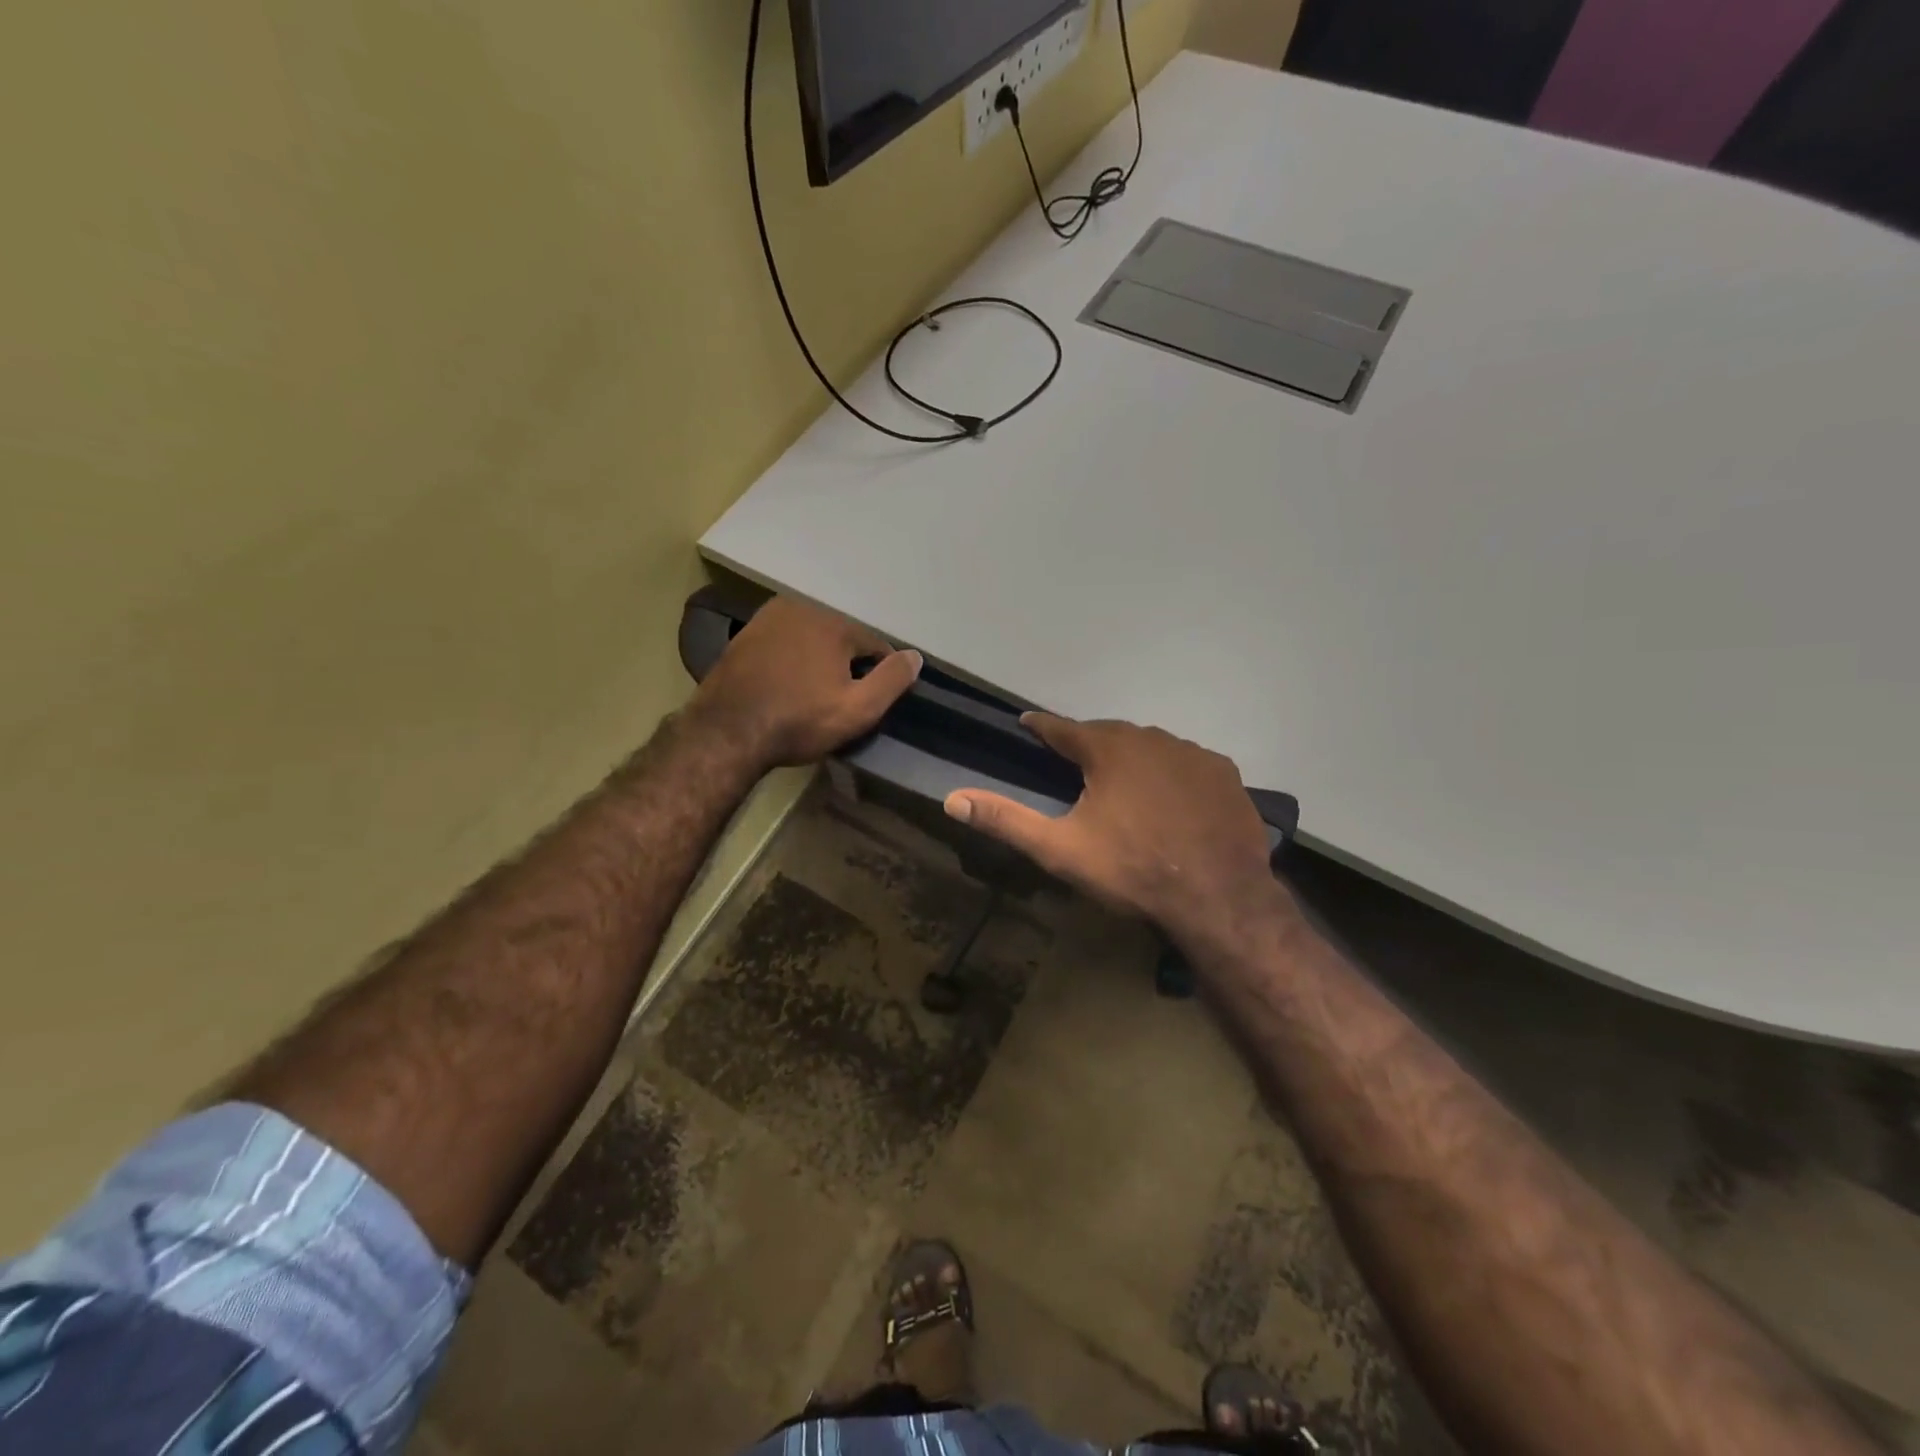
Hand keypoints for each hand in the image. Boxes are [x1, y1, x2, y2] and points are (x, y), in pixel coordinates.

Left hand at [691, 595, 922, 768]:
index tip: (868, 700)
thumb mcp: (858, 709)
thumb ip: (892, 680)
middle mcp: (802, 608)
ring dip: (817, 661)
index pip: (875, 645)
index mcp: (834, 623)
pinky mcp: (745, 635)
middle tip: (836, 701)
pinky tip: (785, 686)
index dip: (878, 675)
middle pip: (841, 639)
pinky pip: (784, 644)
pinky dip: (791, 660)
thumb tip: (915, 656)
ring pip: (811, 639)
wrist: (727, 731)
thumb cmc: (798, 721)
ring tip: (809, 695)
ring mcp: (768, 618)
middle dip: (845, 665)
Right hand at [944, 714, 1287, 951]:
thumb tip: (952, 798)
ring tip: (1122, 783)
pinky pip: (1186, 764)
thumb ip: (1006, 820)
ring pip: (1150, 746)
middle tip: (1074, 763)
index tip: (1027, 723)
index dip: (1041, 726)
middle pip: (1109, 734)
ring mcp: (1193, 754)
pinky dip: (1171, 774)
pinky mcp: (1225, 774)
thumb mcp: (1060, 849)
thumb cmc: (1132, 869)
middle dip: (1088, 744)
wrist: (1218, 897)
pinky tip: (1170, 799)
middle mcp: (1151, 738)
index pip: (1062, 728)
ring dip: (1131, 757)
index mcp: (1108, 749)